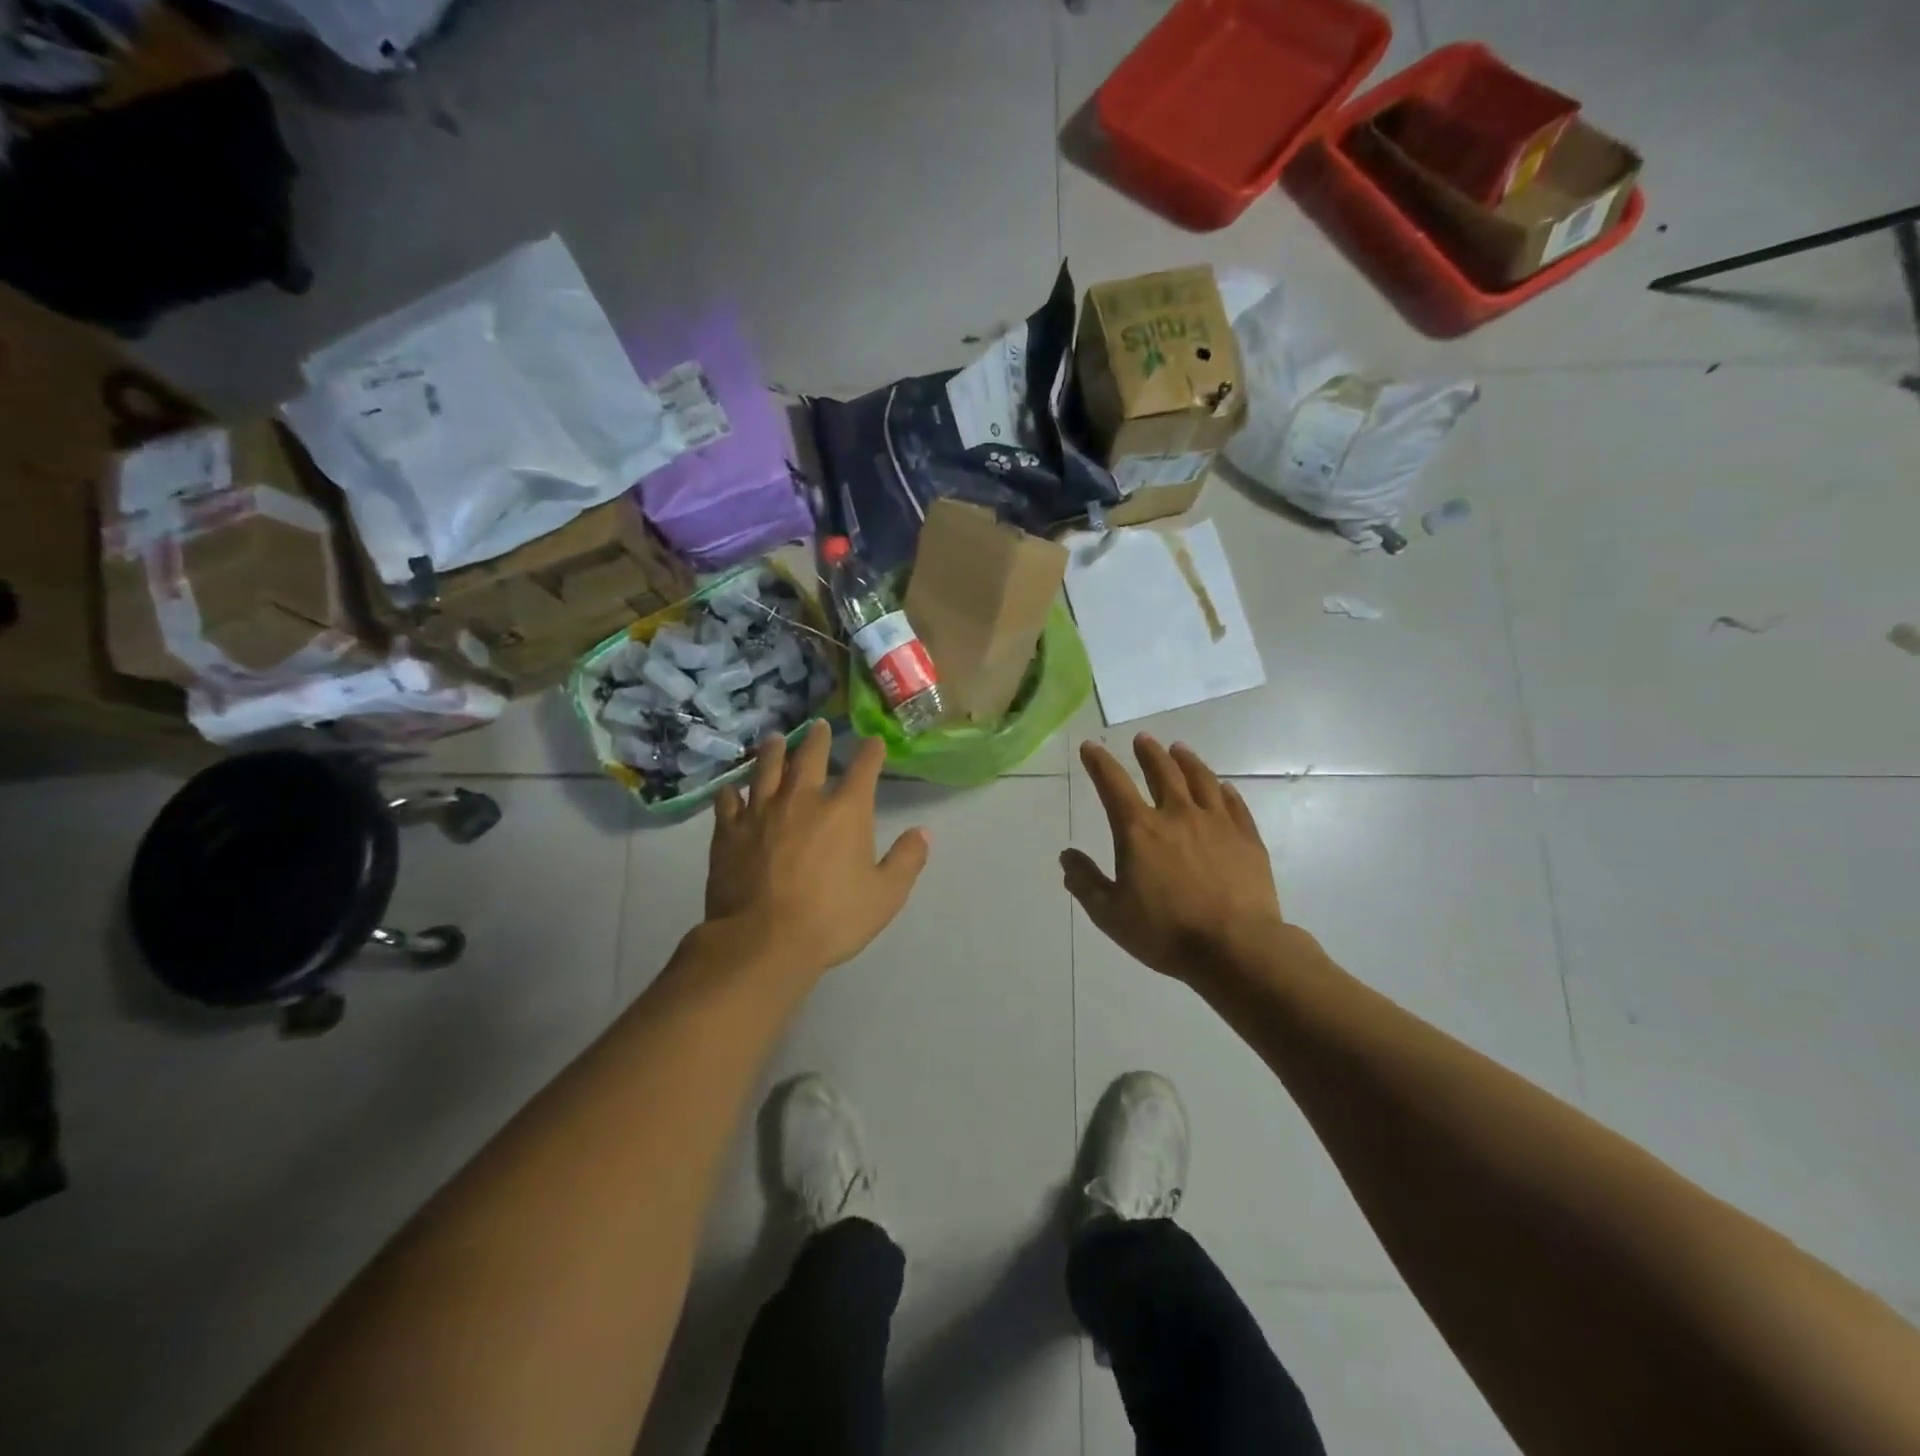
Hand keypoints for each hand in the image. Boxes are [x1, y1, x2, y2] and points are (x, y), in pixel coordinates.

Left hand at [705, 722, 930, 983]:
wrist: (763, 941)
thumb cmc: (832, 919)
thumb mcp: (885, 896)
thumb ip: (907, 861)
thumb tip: (923, 833)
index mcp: (845, 811)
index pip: (864, 769)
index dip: (871, 752)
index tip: (874, 742)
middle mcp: (803, 799)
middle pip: (810, 756)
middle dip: (819, 738)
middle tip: (819, 726)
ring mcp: (761, 812)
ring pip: (767, 768)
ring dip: (773, 751)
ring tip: (775, 739)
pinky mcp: (729, 831)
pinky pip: (728, 801)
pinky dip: (732, 791)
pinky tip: (731, 788)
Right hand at [1062, 736, 1288, 983]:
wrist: (1235, 947)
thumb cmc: (1165, 932)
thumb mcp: (1110, 914)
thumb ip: (1085, 882)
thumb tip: (1067, 856)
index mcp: (1139, 830)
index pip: (1113, 784)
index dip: (1099, 762)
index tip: (1091, 746)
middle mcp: (1177, 815)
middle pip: (1162, 772)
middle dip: (1148, 753)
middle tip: (1142, 739)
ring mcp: (1217, 823)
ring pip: (1200, 780)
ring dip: (1186, 761)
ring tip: (1179, 749)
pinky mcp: (1247, 839)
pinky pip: (1235, 804)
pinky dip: (1224, 791)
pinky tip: (1223, 787)